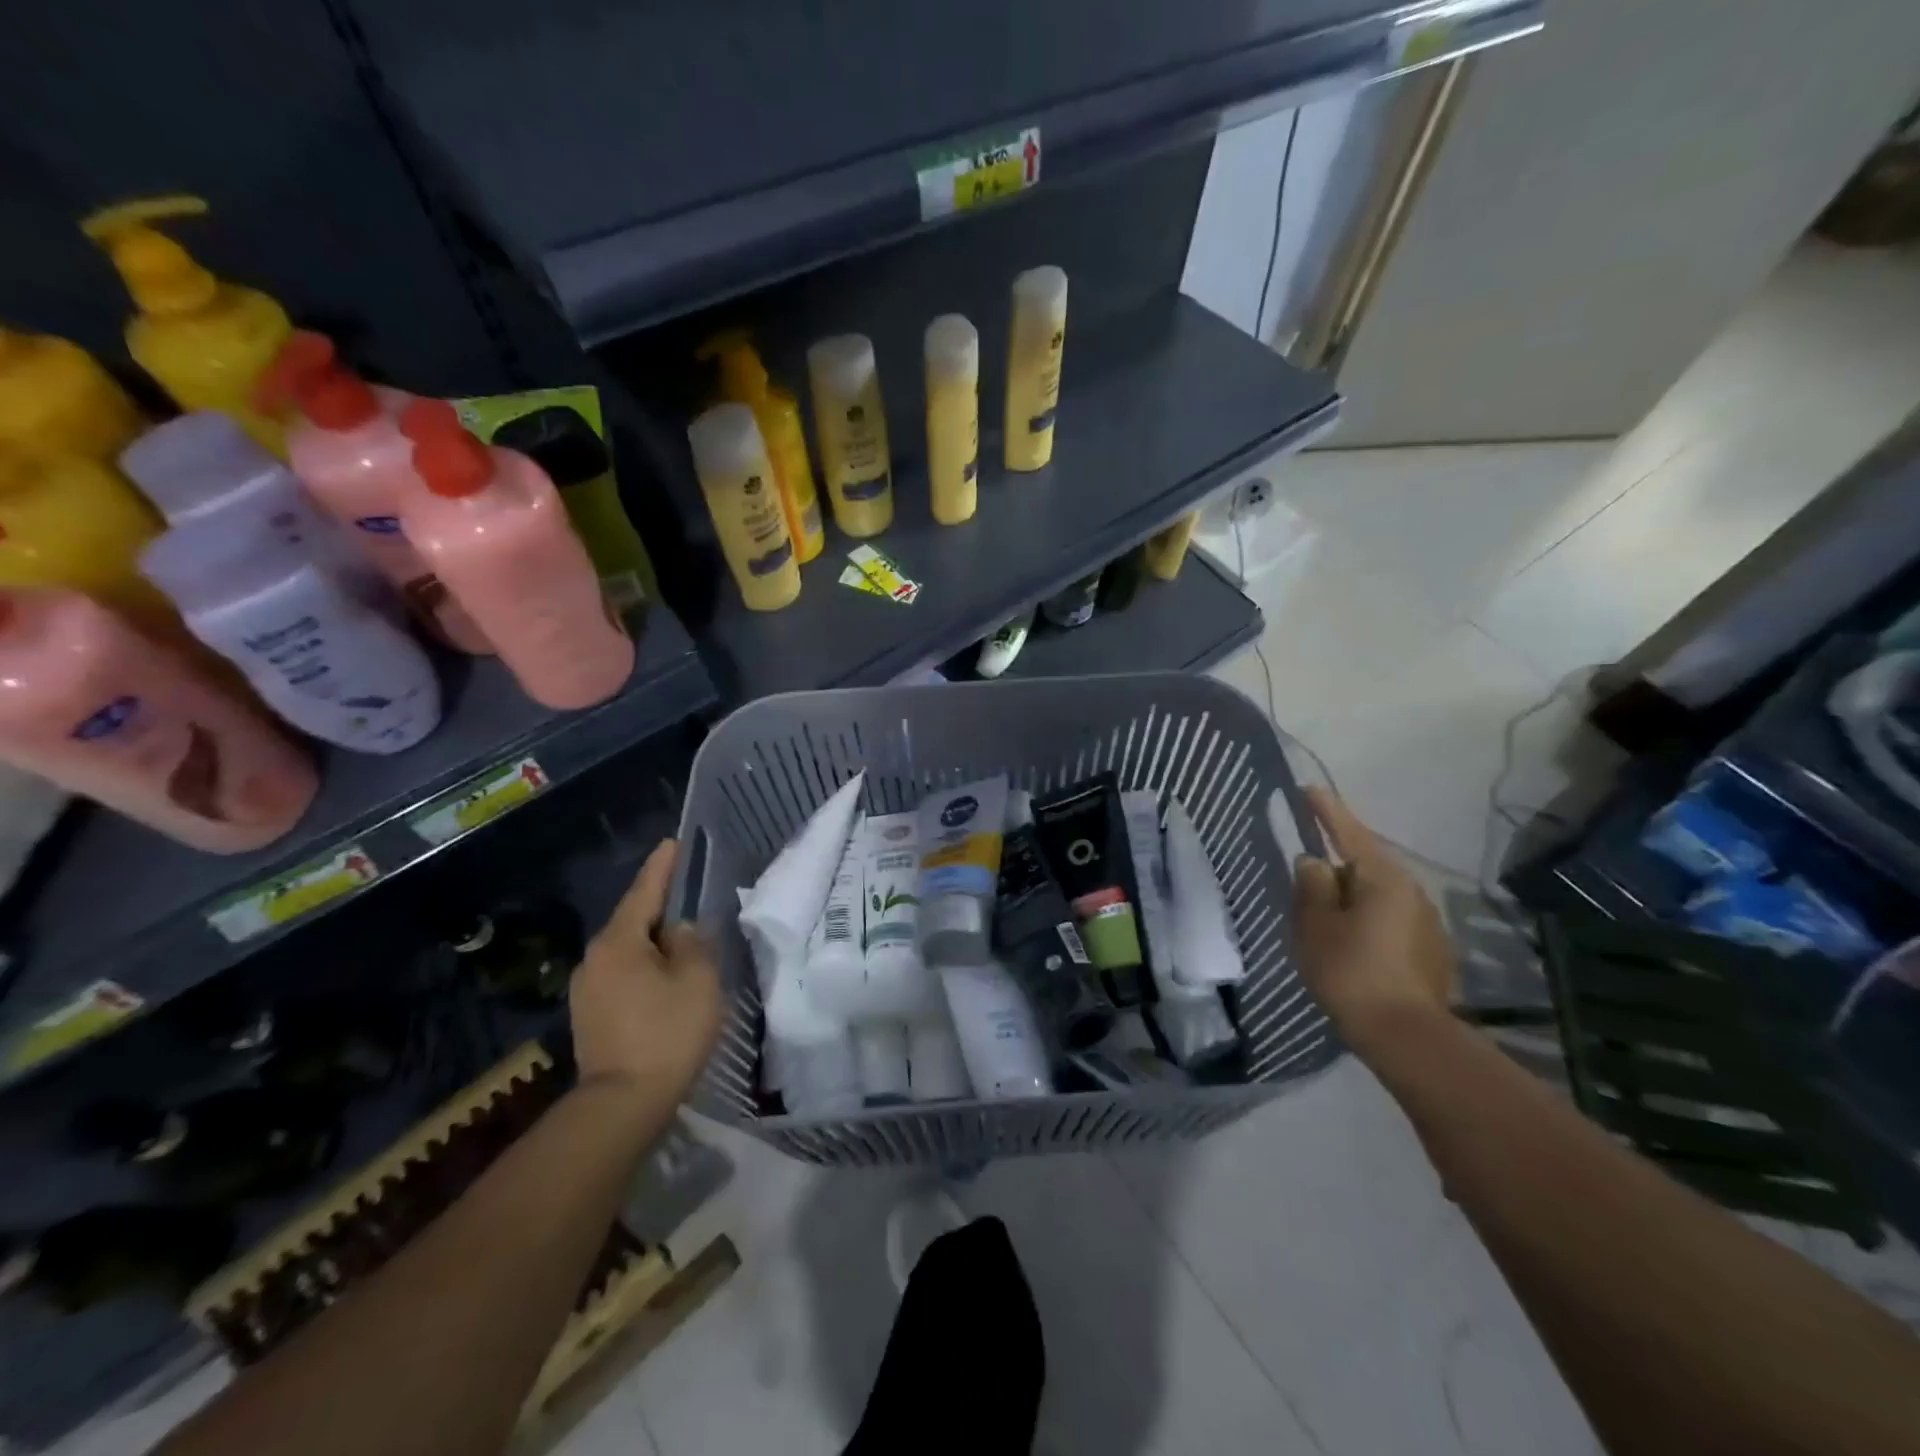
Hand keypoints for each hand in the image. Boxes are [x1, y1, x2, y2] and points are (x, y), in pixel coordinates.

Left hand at [569, 840, 723, 1110]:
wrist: (622, 1105)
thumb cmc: (667, 1033)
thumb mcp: (697, 980)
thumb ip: (692, 944)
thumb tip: (678, 931)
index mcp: (619, 942)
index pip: (644, 892)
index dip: (662, 866)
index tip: (673, 843)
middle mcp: (595, 959)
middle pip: (633, 921)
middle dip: (660, 909)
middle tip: (691, 899)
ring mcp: (587, 990)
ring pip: (627, 952)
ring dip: (653, 944)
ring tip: (684, 945)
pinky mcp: (589, 1017)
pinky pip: (622, 977)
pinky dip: (645, 970)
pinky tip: (666, 983)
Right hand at [1292, 788, 1454, 1053]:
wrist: (1407, 1036)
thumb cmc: (1351, 971)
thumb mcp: (1315, 925)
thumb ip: (1311, 886)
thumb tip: (1314, 862)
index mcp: (1382, 877)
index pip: (1348, 832)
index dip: (1326, 810)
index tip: (1309, 789)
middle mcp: (1411, 890)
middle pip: (1363, 865)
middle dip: (1334, 867)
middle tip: (1303, 881)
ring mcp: (1425, 921)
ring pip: (1375, 894)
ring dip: (1348, 898)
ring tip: (1322, 918)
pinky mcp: (1430, 949)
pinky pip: (1387, 919)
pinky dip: (1364, 920)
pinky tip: (1349, 945)